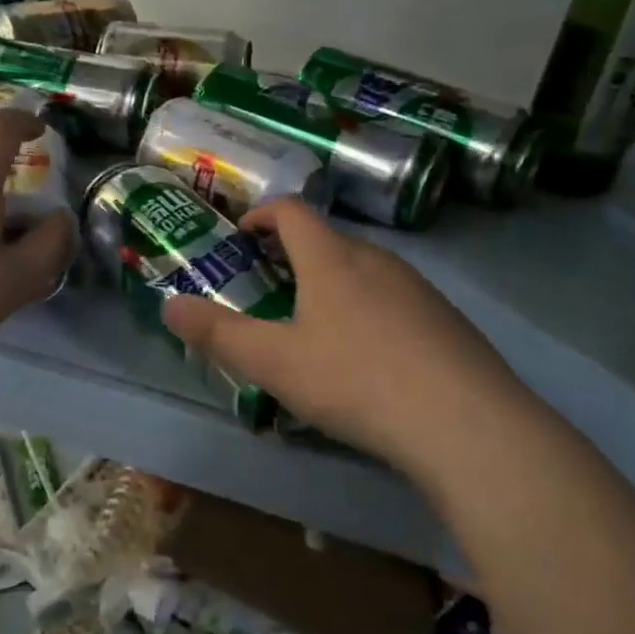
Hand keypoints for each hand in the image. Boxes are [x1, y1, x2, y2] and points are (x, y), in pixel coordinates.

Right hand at [161, 200, 528, 471]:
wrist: (465, 423)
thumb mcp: (274, 362)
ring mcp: (418, 287)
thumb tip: (169, 305)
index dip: (261, 214)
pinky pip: (395, 299)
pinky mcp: (447, 319)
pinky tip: (370, 358)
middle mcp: (376, 259)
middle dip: (293, 255)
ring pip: (363, 270)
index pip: (291, 210)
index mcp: (331, 258)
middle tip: (270, 287)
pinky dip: (369, 309)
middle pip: (327, 239)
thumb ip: (218, 334)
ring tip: (315, 325)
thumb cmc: (356, 380)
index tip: (241, 236)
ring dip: (332, 282)